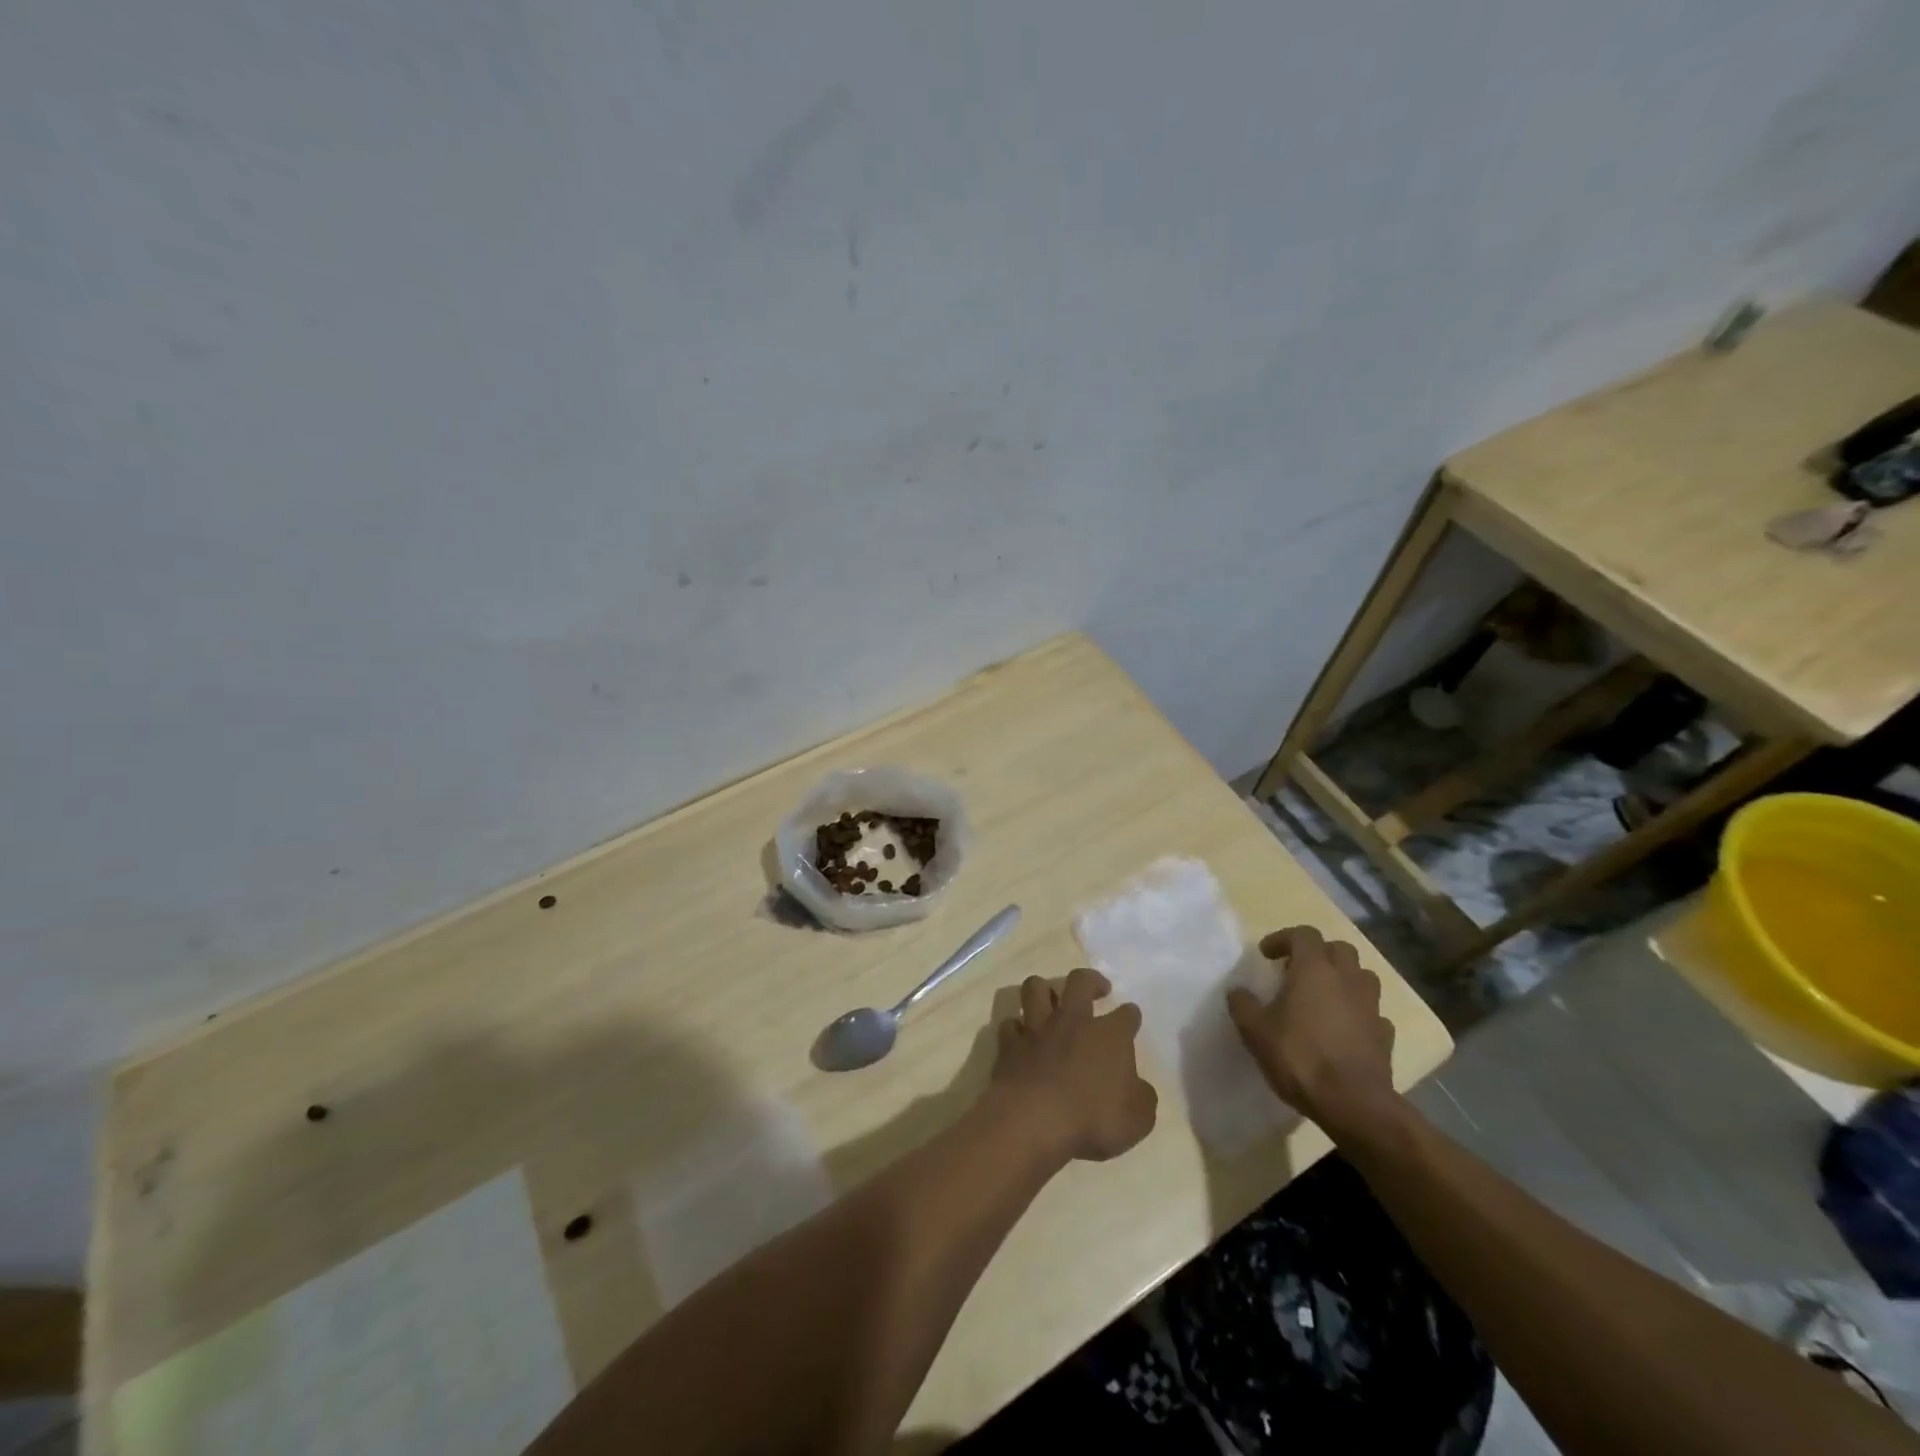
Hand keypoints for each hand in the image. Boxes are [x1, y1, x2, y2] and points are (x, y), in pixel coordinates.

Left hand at [990, 968, 1156, 1163]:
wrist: (1034, 1120)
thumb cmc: (1092, 1118)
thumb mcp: (1137, 1120)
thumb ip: (1142, 1099)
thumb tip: (1139, 1089)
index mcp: (1110, 1035)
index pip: (1126, 1014)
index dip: (1131, 1015)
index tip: (1132, 1017)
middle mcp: (1073, 1021)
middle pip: (1080, 982)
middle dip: (1091, 980)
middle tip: (1097, 988)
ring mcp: (1037, 1028)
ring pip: (1036, 988)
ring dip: (1044, 990)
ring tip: (1051, 999)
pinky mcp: (1010, 1044)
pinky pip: (1010, 1024)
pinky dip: (1016, 1028)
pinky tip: (1021, 1036)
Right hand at [1227, 926, 1400, 1143]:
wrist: (1353, 1103)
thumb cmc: (1299, 1057)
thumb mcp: (1255, 1031)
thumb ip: (1243, 1004)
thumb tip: (1237, 990)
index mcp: (1314, 969)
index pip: (1303, 934)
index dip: (1283, 938)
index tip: (1267, 956)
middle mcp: (1347, 979)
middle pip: (1338, 948)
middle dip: (1318, 954)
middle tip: (1297, 972)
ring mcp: (1371, 1006)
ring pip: (1362, 976)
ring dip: (1343, 978)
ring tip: (1323, 997)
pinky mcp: (1384, 1034)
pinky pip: (1372, 1011)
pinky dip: (1358, 1012)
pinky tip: (1344, 1029)